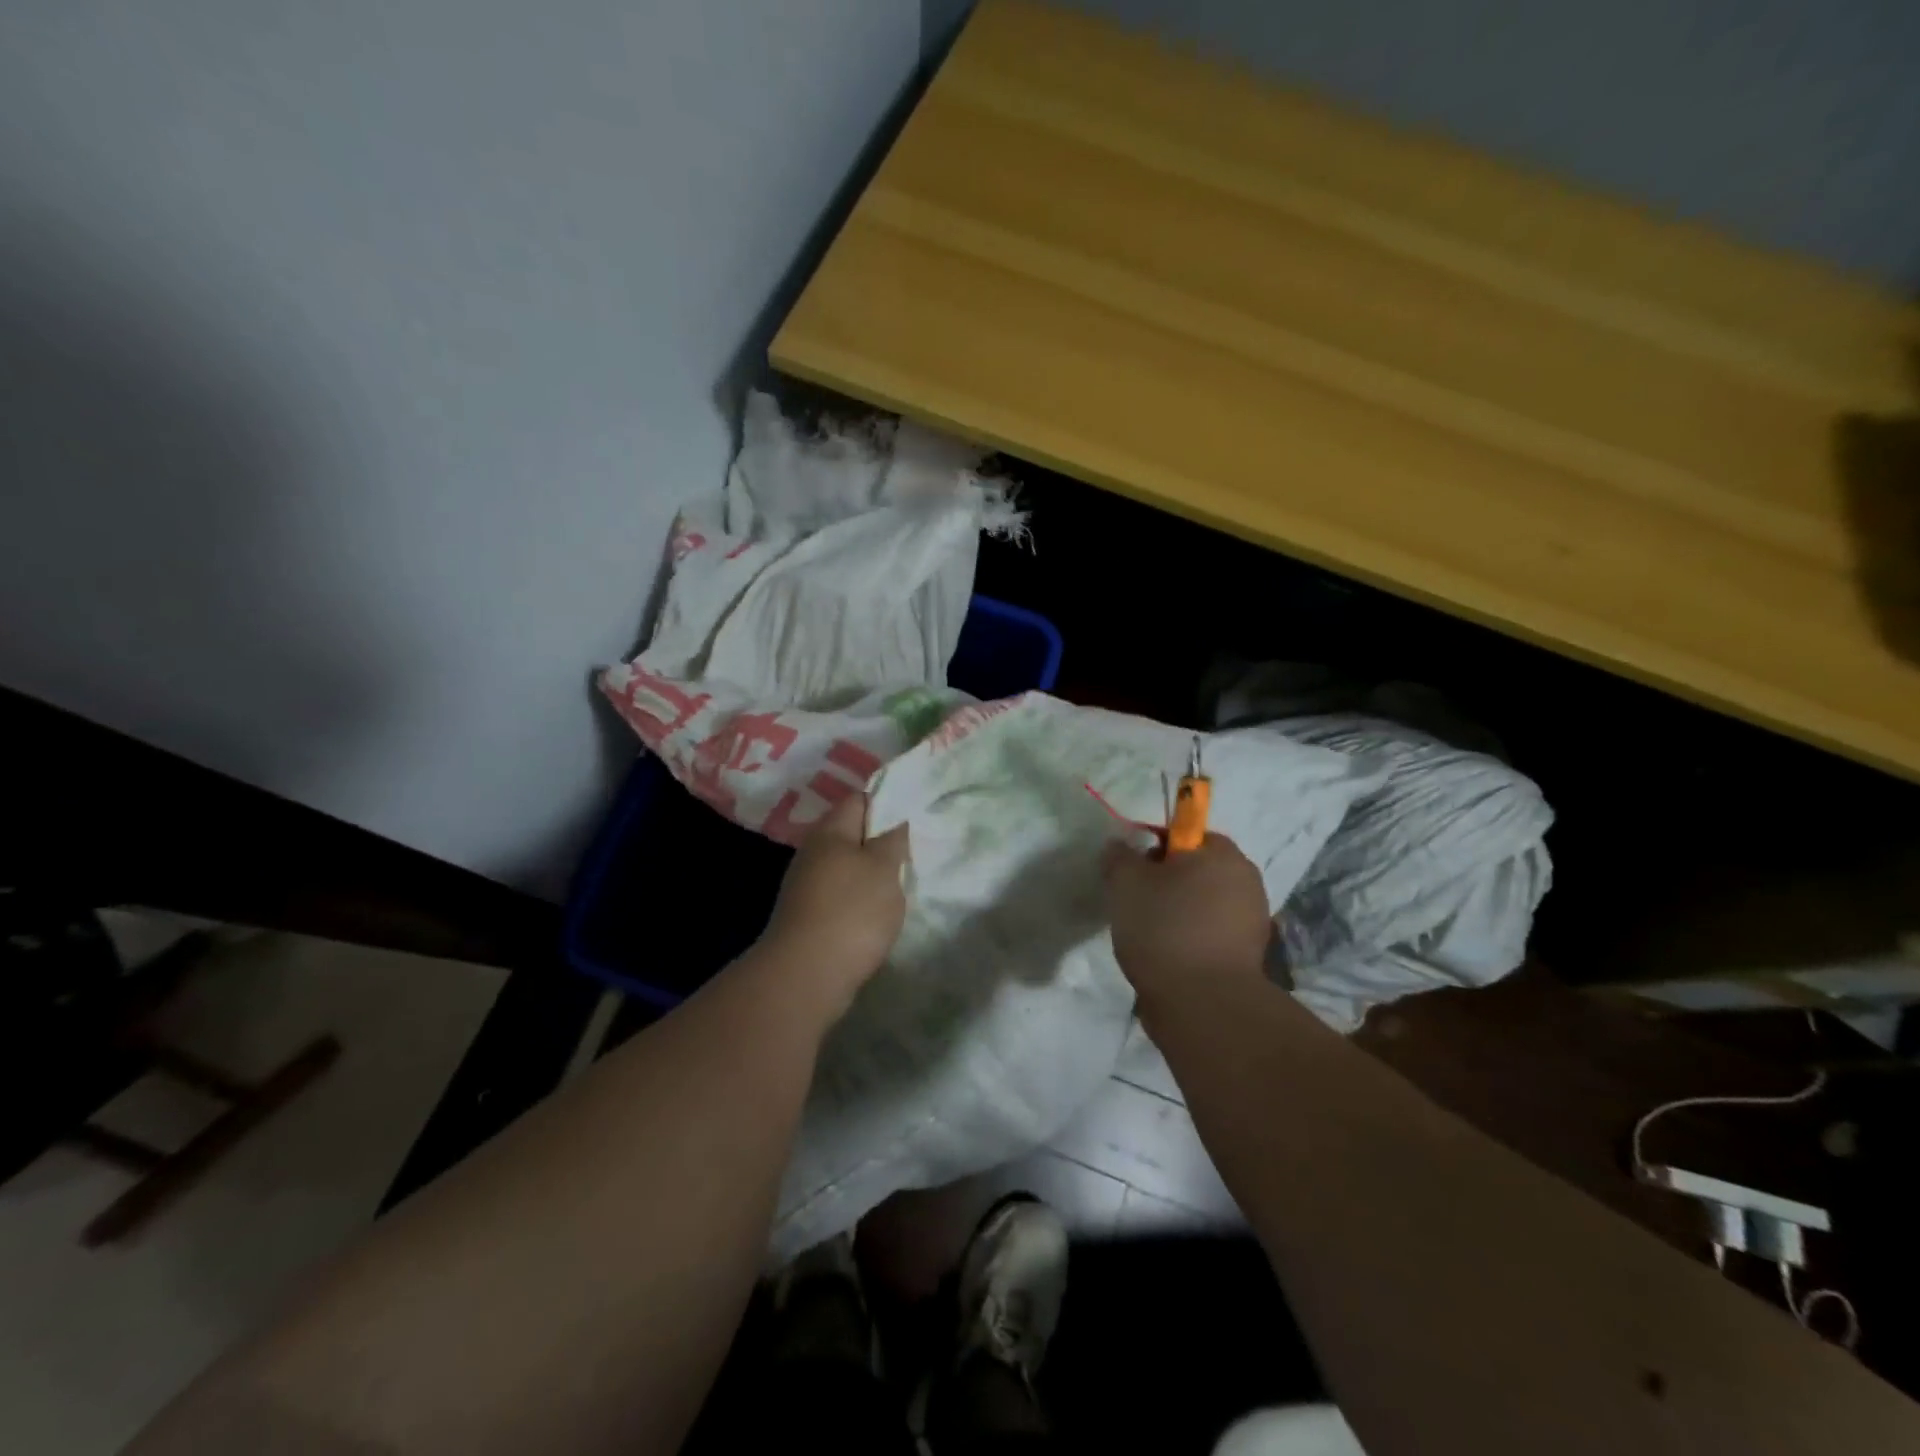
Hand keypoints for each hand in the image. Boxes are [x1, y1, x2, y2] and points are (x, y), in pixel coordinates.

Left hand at [757, 794, 909, 1023]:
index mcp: (829, 832)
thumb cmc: (851, 911)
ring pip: (849, 868)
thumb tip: (896, 819)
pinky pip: (843, 897)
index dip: (889, 801)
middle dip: (884, 841)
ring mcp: (808, 887)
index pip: (860, 800)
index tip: (917, 813)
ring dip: (874, 874)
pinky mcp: (810, 918)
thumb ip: (893, 839)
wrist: (807, 976)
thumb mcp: (883, 867)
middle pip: (853, 835)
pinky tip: (881, 913)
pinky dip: (863, 901)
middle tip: (917, 850)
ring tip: (905, 882)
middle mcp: (814, 854)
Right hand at [1101, 834, 1271, 1008]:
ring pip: (1203, 903)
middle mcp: (1246, 881)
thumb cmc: (1164, 929)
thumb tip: (1120, 846)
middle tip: (1136, 902)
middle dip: (1166, 881)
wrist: (1203, 1004)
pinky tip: (1167, 956)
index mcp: (1223, 854)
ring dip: (1178, 911)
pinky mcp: (1248, 956)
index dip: (1154, 848)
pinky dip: (1190, 938)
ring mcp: (1252, 921)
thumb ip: (1119, 856)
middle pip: (1196, 869)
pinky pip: (1211, 933)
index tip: (1133, 872)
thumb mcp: (1125, 883)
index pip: (1185, 834)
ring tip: (1148, 934)